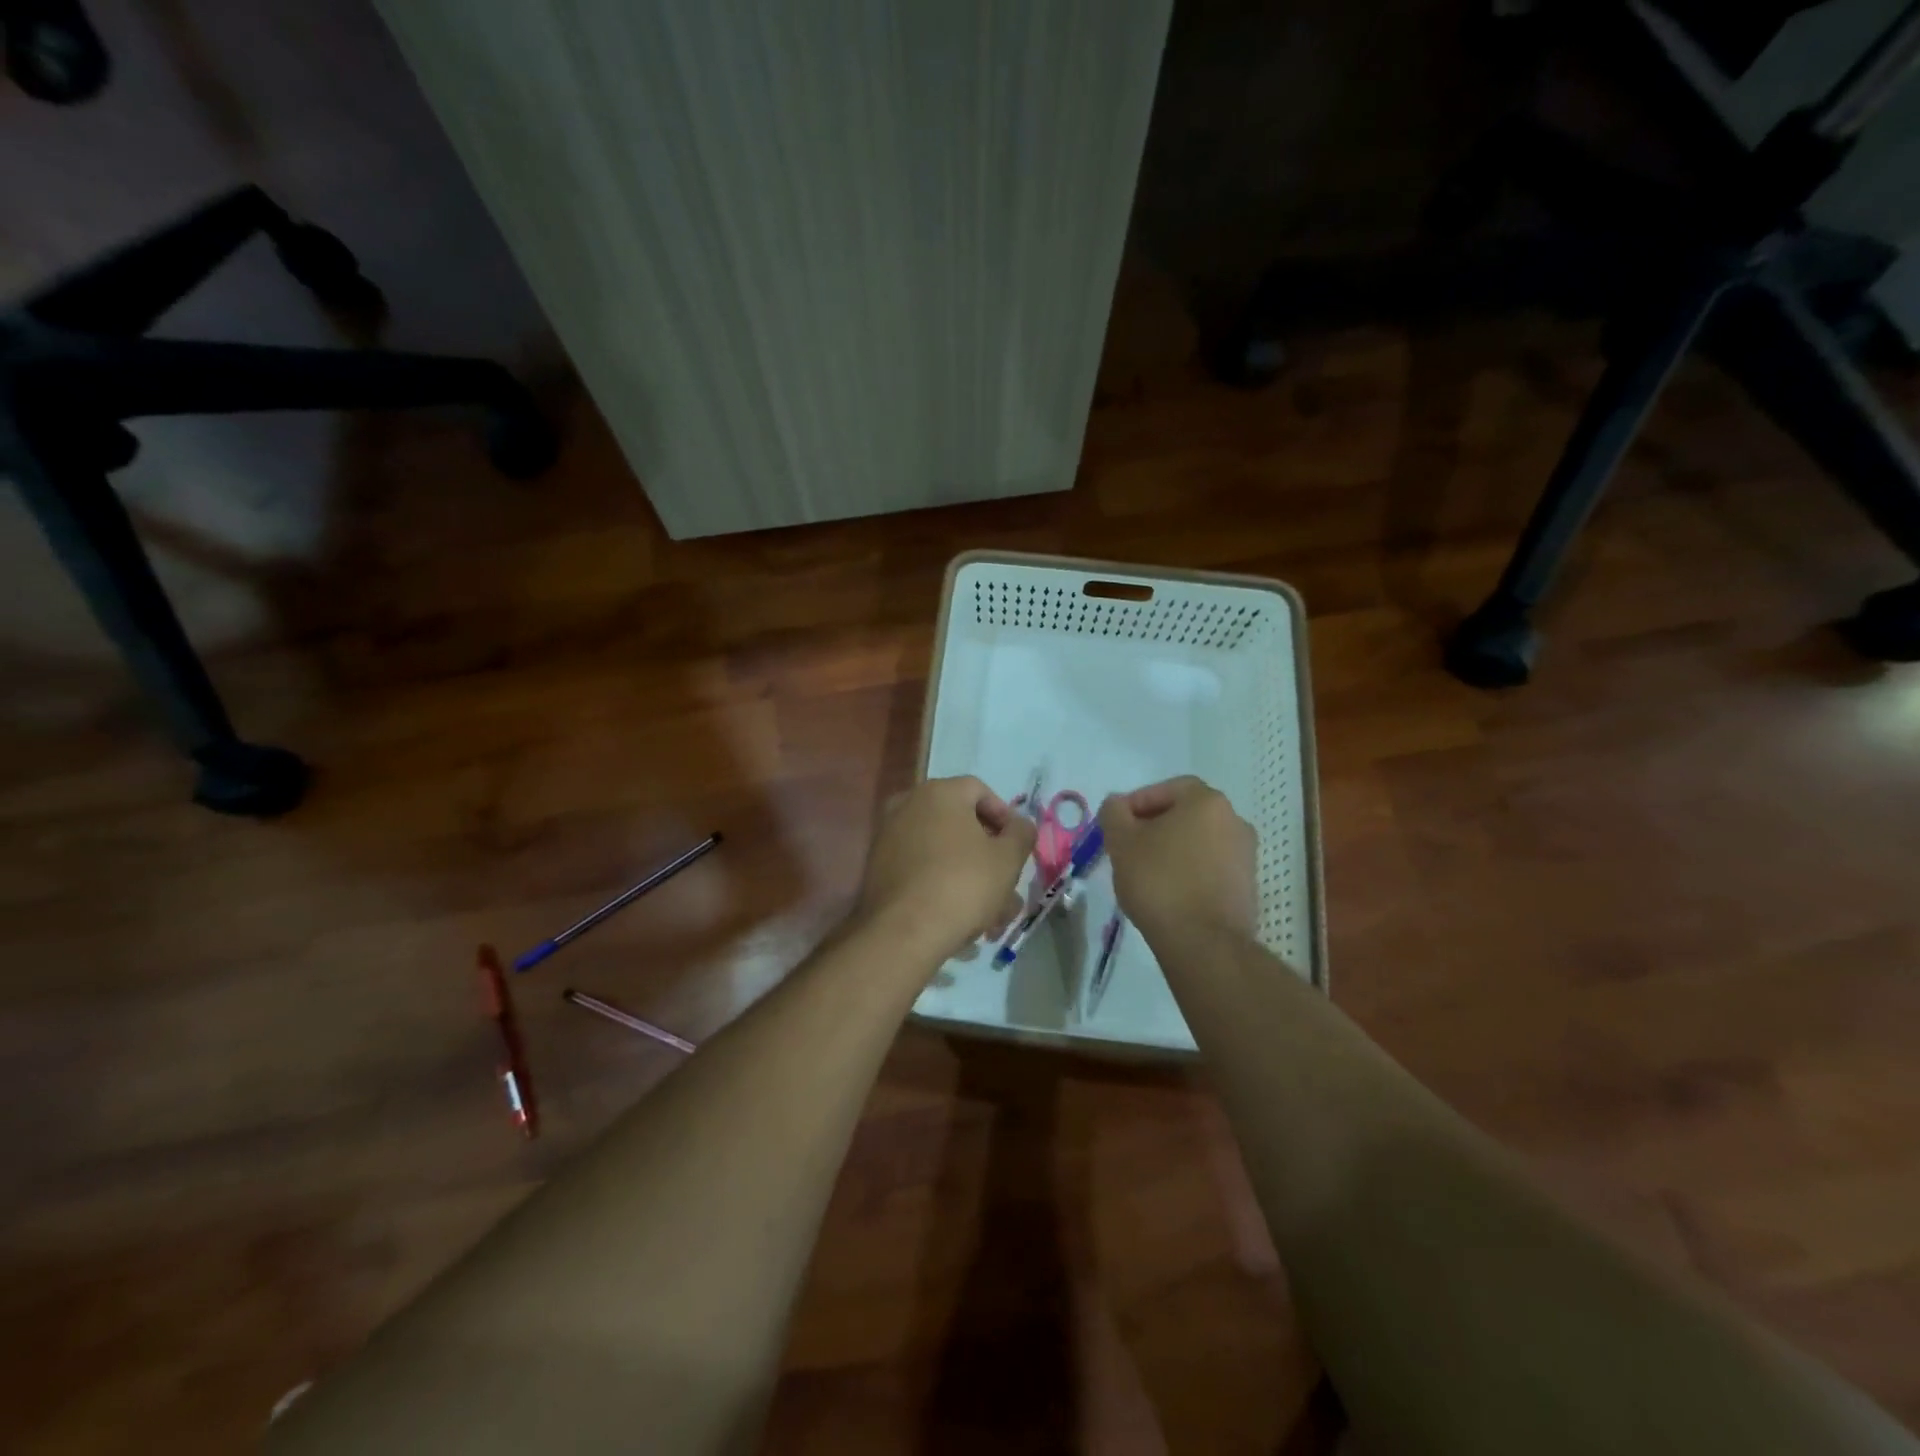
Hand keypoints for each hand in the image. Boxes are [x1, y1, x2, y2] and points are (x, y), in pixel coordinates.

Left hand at [856, 776, 1036, 960]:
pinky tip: (960, 918)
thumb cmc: (963, 884)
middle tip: (1008, 886)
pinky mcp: (878, 867)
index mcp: (939, 792)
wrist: (903, 932)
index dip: (1005, 817)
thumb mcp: (1008, 859)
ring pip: (943, 851)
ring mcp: (888, 836)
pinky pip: (921, 868)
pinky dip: (942, 885)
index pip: (980, 791)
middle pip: (960, 824)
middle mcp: (908, 804)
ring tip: (991, 916)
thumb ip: (1021, 834)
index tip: (1017, 848)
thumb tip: (1019, 825)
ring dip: (970, 877)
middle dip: (989, 856)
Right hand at [1099, 776, 1258, 944]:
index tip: (1117, 824)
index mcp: (1207, 801)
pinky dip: (1188, 872)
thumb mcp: (1122, 842)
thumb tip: (1117, 804)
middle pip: (1185, 814)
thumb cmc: (1159, 881)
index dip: (1138, 802)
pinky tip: (1168, 893)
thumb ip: (1114, 813)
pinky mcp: (1247, 886)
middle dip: (1154, 827)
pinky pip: (1210, 867)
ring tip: (1145, 873)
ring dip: (1172, 850)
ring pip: (1198, 842)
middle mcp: (1234, 820)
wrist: (1204, 943)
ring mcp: (1246, 855)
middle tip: (1128, 847)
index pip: (1168, 788)